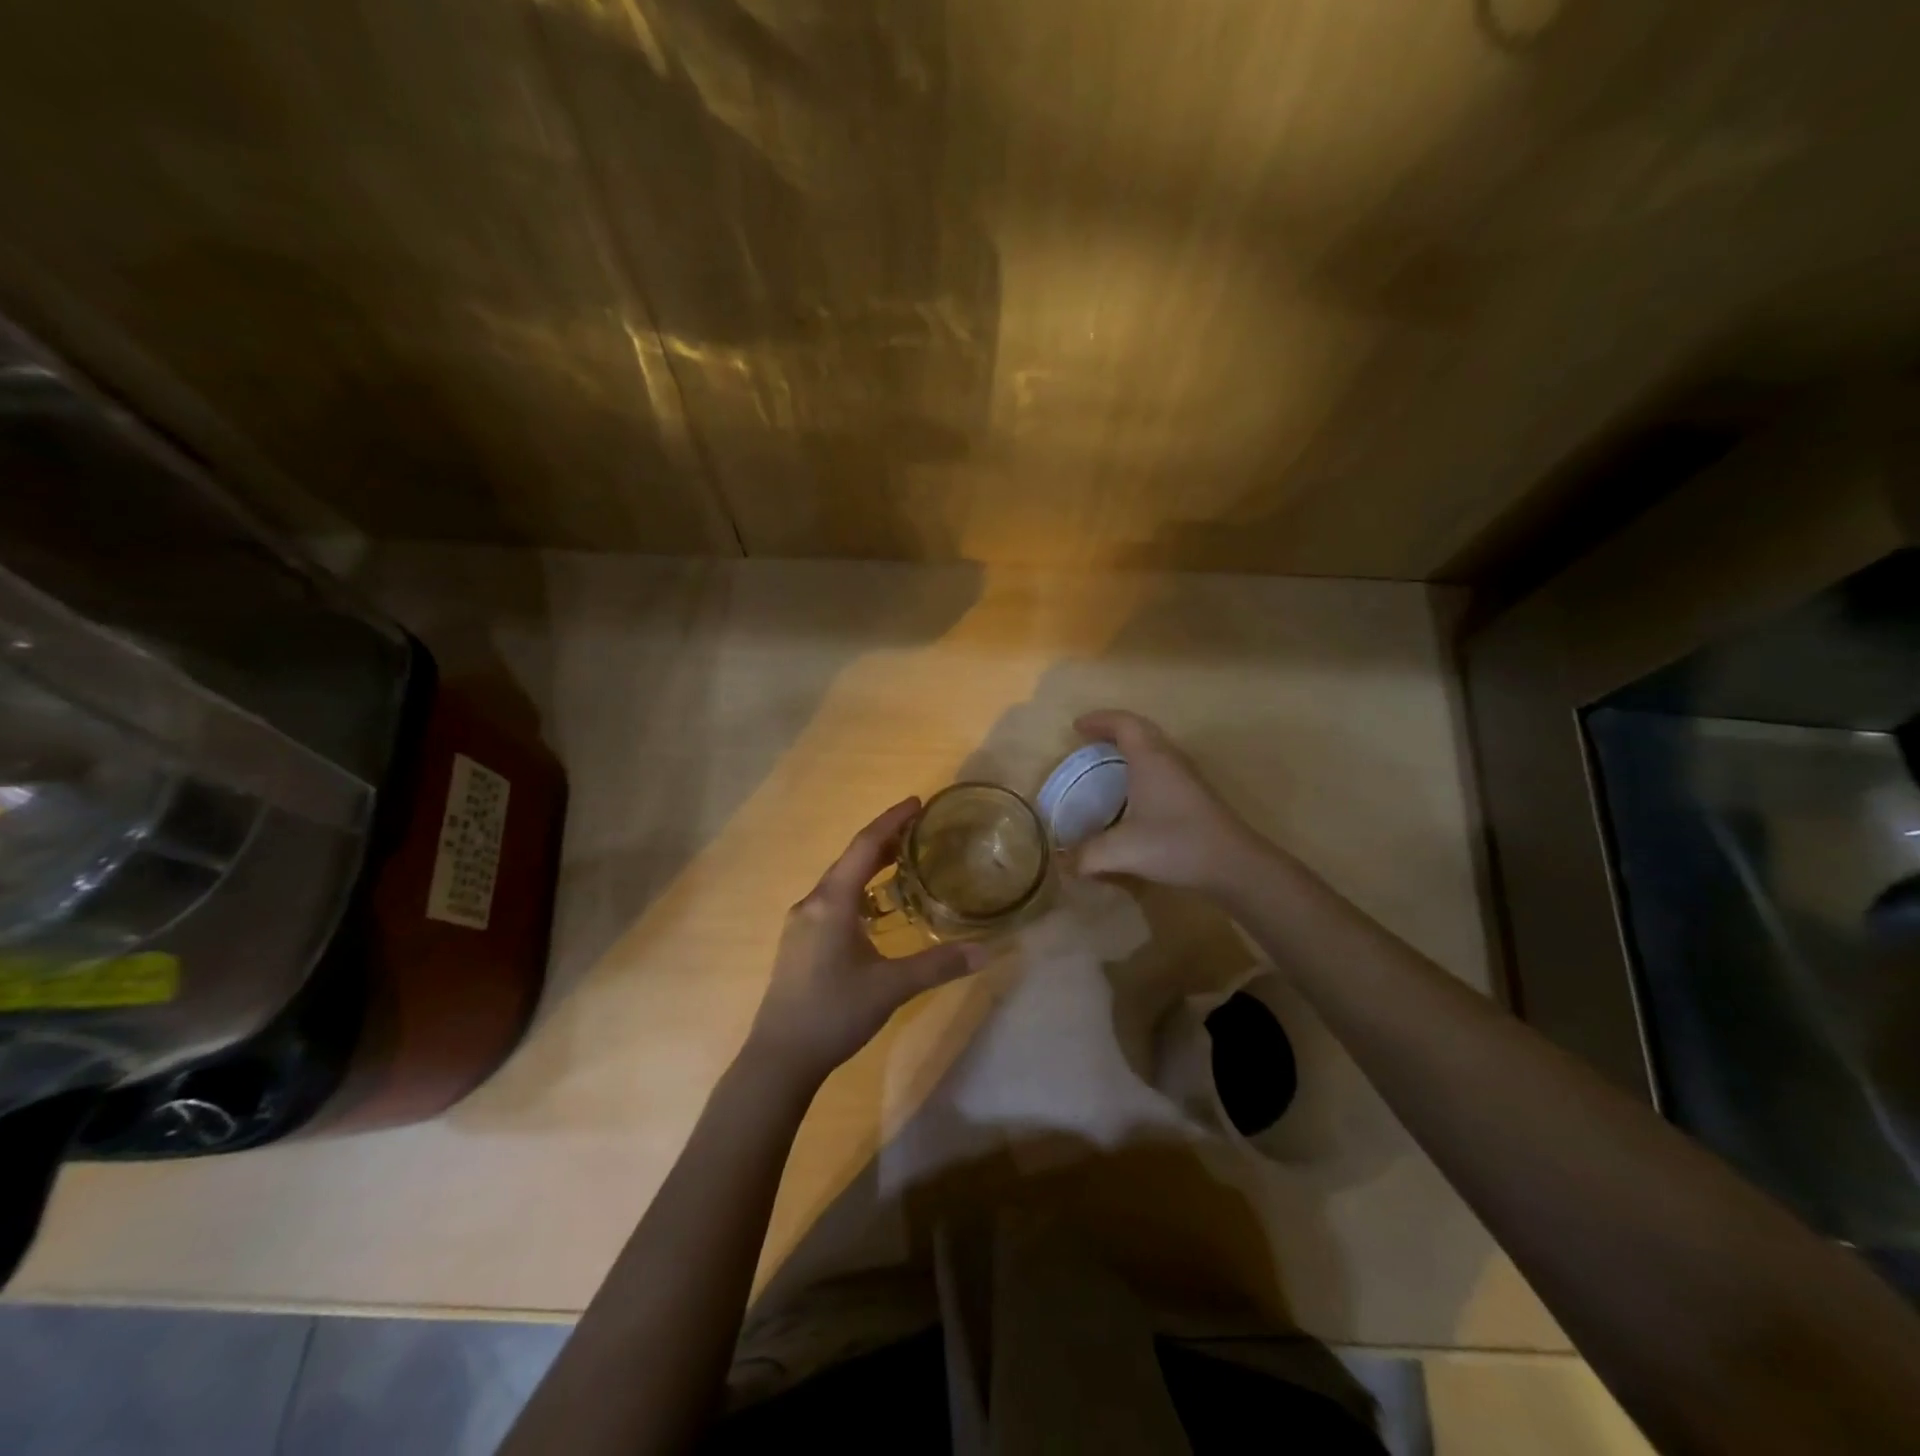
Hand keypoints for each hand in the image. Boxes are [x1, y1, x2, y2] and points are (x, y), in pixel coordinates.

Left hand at [745, 798, 987, 1086]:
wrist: (780, 1058)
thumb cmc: (834, 1013)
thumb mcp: (891, 987)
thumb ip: (938, 965)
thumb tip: (987, 951)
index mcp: (832, 902)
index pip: (865, 846)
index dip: (892, 821)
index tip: (918, 802)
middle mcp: (813, 903)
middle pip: (851, 858)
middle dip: (885, 840)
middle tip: (919, 830)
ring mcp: (801, 923)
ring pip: (840, 880)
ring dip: (870, 865)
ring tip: (903, 861)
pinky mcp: (799, 942)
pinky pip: (833, 900)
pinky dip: (858, 889)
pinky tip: (875, 907)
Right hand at [1070, 709, 1268, 895]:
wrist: (1233, 864)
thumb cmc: (1175, 844)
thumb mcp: (1121, 851)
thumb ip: (1085, 856)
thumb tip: (1062, 863)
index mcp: (1150, 759)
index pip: (1123, 723)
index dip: (1099, 720)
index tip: (1076, 727)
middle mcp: (1169, 759)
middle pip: (1141, 729)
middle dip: (1113, 729)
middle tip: (1090, 740)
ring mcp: (1187, 776)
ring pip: (1155, 747)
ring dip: (1132, 746)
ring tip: (1109, 761)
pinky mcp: (1196, 794)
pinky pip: (1163, 765)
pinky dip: (1144, 766)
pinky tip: (1136, 792)